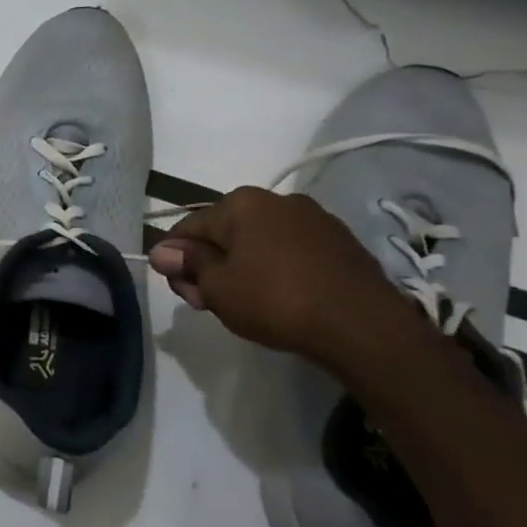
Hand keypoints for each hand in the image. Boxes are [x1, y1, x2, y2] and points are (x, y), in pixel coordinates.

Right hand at [147, 186, 423, 369]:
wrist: (364, 327)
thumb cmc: (277, 301)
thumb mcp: (218, 288)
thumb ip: (188, 265)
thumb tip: (162, 251)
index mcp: (241, 203)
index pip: (189, 228)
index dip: (176, 262)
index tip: (184, 294)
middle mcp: (277, 200)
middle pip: (224, 233)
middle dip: (211, 266)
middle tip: (211, 304)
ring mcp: (314, 219)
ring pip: (258, 242)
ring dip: (242, 268)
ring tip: (247, 305)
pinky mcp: (340, 242)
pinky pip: (291, 252)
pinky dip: (276, 271)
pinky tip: (281, 300)